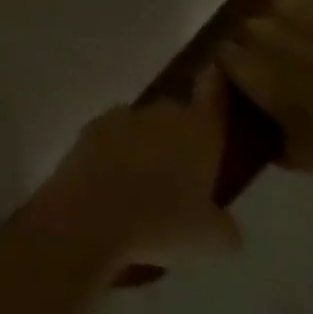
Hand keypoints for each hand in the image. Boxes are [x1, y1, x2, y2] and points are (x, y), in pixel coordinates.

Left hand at [50, 67, 239, 269]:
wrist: (90, 213)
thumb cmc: (162, 222)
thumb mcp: (213, 237)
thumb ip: (224, 223)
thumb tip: (222, 221)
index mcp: (197, 131)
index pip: (213, 96)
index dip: (217, 86)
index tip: (217, 76)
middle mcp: (158, 114)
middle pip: (176, 114)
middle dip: (182, 134)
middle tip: (187, 166)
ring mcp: (119, 118)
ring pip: (142, 125)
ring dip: (147, 143)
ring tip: (149, 180)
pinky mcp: (88, 129)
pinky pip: (113, 136)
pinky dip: (118, 152)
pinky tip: (118, 181)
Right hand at [215, 0, 312, 171]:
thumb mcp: (305, 156)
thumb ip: (270, 140)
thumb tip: (259, 135)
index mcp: (245, 65)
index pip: (225, 55)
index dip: (244, 66)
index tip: (265, 79)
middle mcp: (257, 27)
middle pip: (252, 28)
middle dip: (270, 42)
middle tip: (301, 62)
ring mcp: (293, 1)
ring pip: (284, 6)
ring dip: (298, 20)